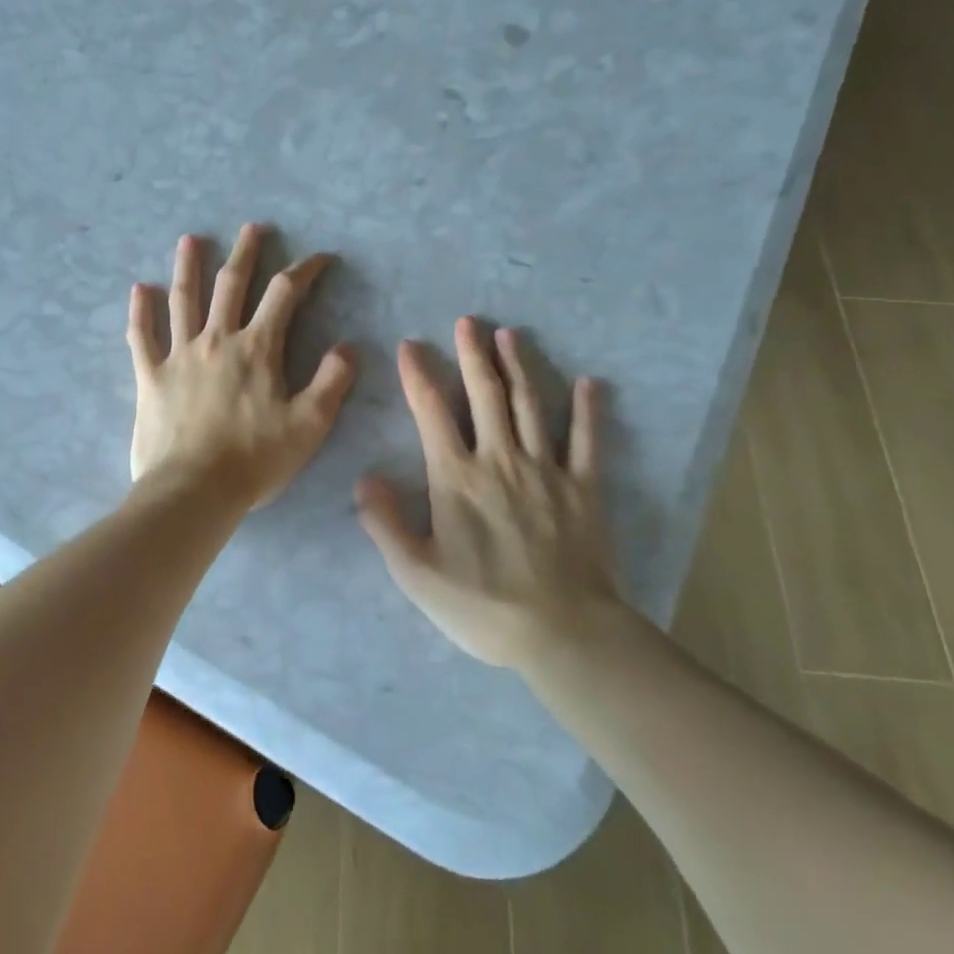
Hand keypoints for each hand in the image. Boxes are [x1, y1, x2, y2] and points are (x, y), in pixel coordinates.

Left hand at [128, 225, 356, 508]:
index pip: (285, 294)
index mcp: (257, 349)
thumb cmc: (255, 460)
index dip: (305, 270)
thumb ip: (331, 382)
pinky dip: (140, 311)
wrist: (193, 491)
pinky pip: (142, 337)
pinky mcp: (150, 377)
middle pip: (231, 284)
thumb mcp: (309, 425)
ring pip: (184, 299)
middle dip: (245, 253)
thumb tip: (348, 348)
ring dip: (189, 266)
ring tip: (190, 239)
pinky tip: (139, 289)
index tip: (320, 258)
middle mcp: (216, 340)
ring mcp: (179, 355)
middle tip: (252, 228)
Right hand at [356, 319, 617, 668]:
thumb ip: (385, 523)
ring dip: (518, 367)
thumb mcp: (416, 573)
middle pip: (485, 395)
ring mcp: (545, 469)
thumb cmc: (481, 605)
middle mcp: (499, 459)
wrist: (561, 632)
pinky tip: (589, 383)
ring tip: (509, 335)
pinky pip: (585, 440)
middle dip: (473, 355)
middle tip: (468, 321)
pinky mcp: (583, 487)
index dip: (418, 375)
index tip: (410, 345)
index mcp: (456, 477)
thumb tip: (364, 478)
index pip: (432, 412)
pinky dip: (587, 410)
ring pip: (529, 405)